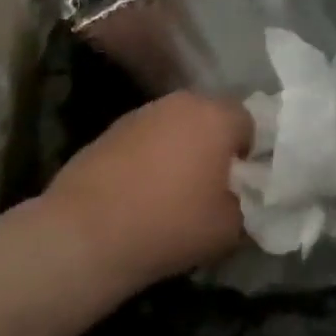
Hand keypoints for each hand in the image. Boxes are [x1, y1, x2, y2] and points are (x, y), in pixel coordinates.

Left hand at [45, 91, 252, 287]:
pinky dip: (151, 157)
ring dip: (183, 149)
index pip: (251, 123)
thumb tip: (246, 197)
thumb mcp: (229, 229)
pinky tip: (141, 192)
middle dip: (216, 146)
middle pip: (213, 118)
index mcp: (219, 115)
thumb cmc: (169, 225)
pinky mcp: (113, 128)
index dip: (251, 154)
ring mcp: (145, 112)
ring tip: (174, 191)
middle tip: (212, 186)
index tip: (243, 185)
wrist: (84, 234)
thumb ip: (249, 204)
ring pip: (179, 126)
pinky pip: (148, 138)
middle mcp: (184, 101)